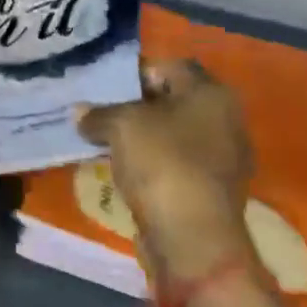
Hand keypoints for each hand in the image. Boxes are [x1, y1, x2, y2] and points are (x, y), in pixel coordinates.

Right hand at [79, 61, 254, 281]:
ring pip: (172, 135)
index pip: (169, 67)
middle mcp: (226, 120)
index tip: (104, 89)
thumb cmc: (162, 163)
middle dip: (135, 107)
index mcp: (212, 93)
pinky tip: (124, 172)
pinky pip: (175, 165)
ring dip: (141, 138)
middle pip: (171, 101)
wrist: (192, 239)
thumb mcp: (120, 125)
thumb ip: (98, 113)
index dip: (135, 73)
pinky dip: (151, 165)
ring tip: (105, 143)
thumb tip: (80, 113)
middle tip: (99, 114)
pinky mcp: (211, 191)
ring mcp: (222, 159)